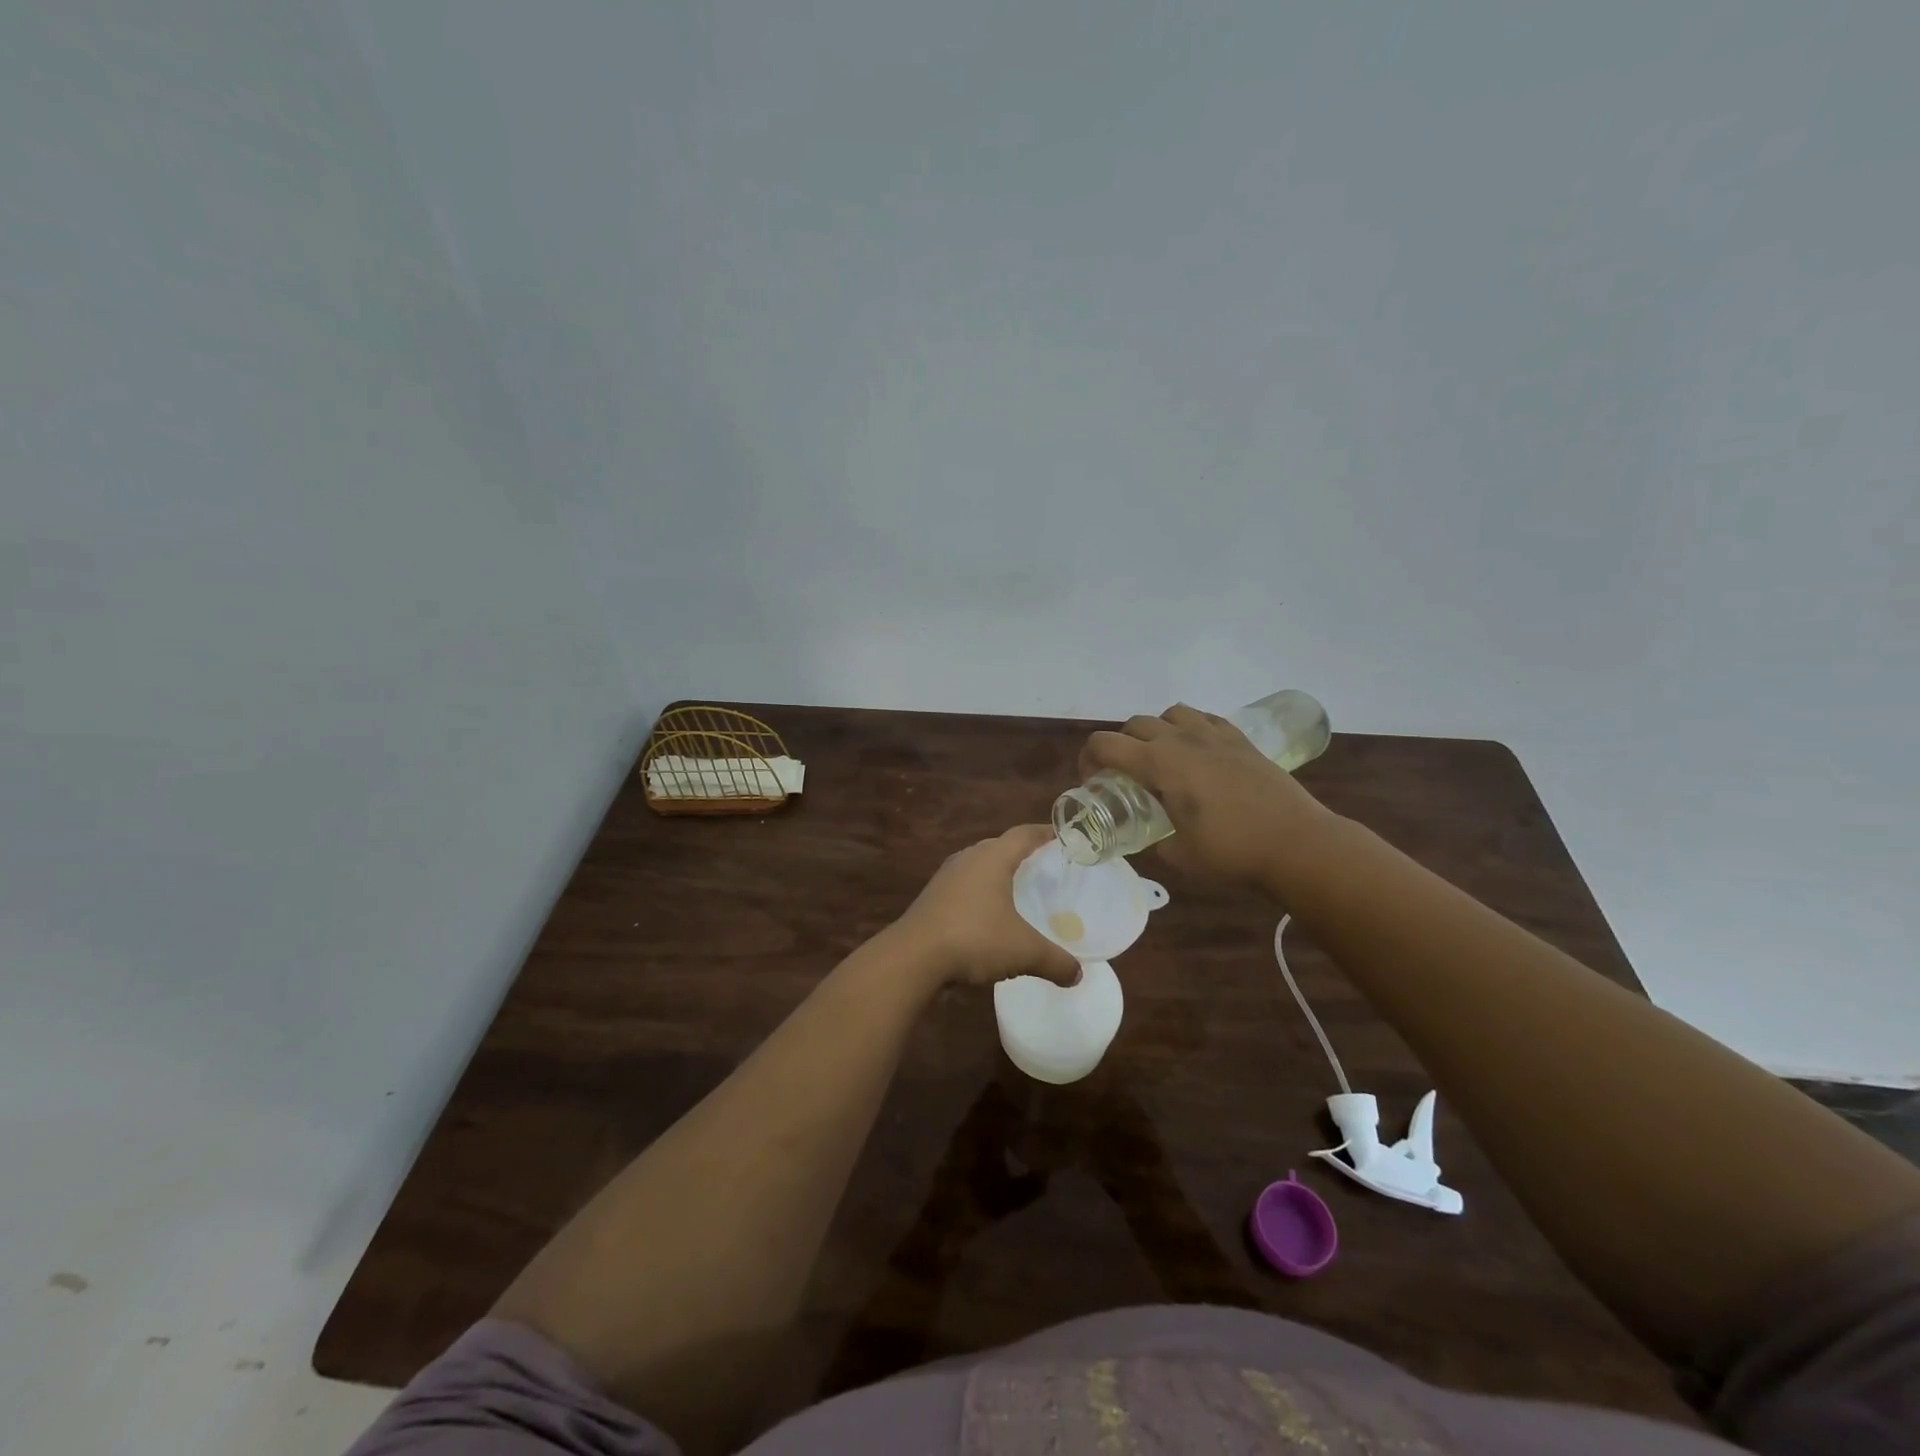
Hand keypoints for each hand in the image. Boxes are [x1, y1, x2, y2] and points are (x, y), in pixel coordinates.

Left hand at [892, 825, 1081, 988]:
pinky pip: (965, 885)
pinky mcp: (932, 896)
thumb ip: (1054, 961)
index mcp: (992, 858)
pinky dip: (981, 892)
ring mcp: (946, 876)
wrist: (912, 956)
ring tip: (1019, 889)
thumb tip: (1077, 975)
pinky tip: (988, 914)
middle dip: (1023, 853)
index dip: (1045, 832)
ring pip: (979, 865)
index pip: (1024, 834)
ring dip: (999, 873)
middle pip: (1001, 846)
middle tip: (1046, 866)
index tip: (1064, 836)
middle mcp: (968, 858)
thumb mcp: (1023, 951)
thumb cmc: (974, 938)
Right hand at [1080, 704, 1337, 891]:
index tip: (1093, 783)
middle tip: (1124, 776)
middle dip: (1119, 746)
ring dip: (1155, 731)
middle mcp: (1181, 739)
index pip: (1104, 744)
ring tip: (1162, 760)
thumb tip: (1153, 837)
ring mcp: (1213, 734)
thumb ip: (1155, 840)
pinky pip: (1203, 719)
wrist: (1297, 843)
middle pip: (1134, 724)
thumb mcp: (1178, 855)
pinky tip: (1197, 753)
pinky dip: (1189, 729)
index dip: (1088, 760)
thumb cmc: (1232, 851)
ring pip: (1169, 714)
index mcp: (1158, 763)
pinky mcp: (1240, 739)